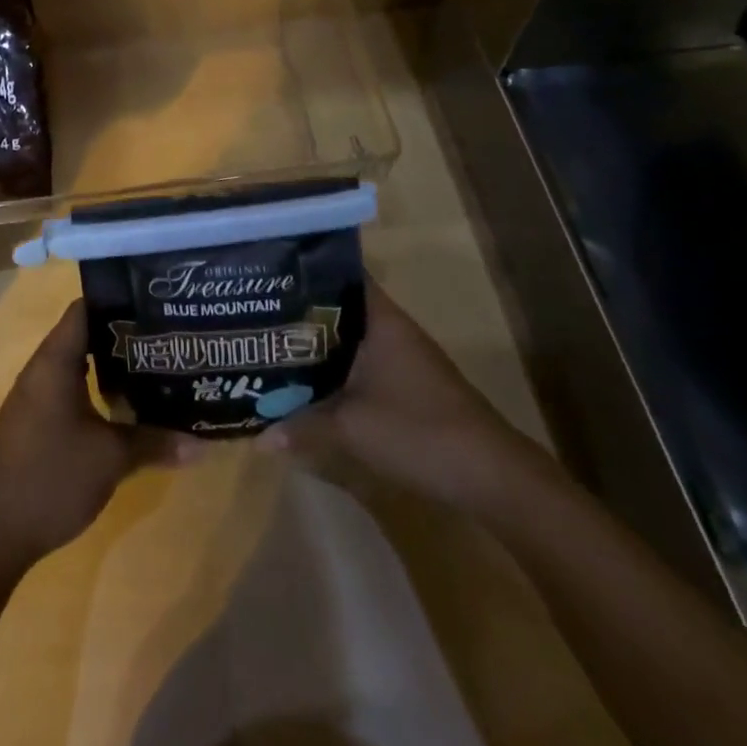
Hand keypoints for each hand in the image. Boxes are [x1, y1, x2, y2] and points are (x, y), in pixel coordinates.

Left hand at [0, 300, 185, 561]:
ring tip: (155, 370)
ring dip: (111, 368)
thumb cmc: (52, 477)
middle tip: (165, 339)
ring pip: (78, 367)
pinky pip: (69, 392)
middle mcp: (41, 370)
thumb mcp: (111, 458)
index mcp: (54, 361)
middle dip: (123, 337)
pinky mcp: (34, 424)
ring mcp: (35, 398)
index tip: (155, 304)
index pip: (85, 309)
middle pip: (84, 336)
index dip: (118, 301)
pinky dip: (96, 392)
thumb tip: (202, 444)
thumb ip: (154, 442)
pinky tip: (125, 409)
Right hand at [260, 277, 551, 509]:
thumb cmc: (418, 431)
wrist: (491, 476)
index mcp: (381, 319)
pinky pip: (359, 361)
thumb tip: (258, 437)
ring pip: (348, 336)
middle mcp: (391, 328)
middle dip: (300, 309)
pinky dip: (333, 365)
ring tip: (269, 341)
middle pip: (338, 306)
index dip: (305, 269)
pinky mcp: (406, 383)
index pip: (341, 274)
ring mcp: (401, 356)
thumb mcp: (351, 428)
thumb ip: (302, 425)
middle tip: (255, 310)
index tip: (268, 270)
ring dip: (315, 341)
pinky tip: (306, 379)